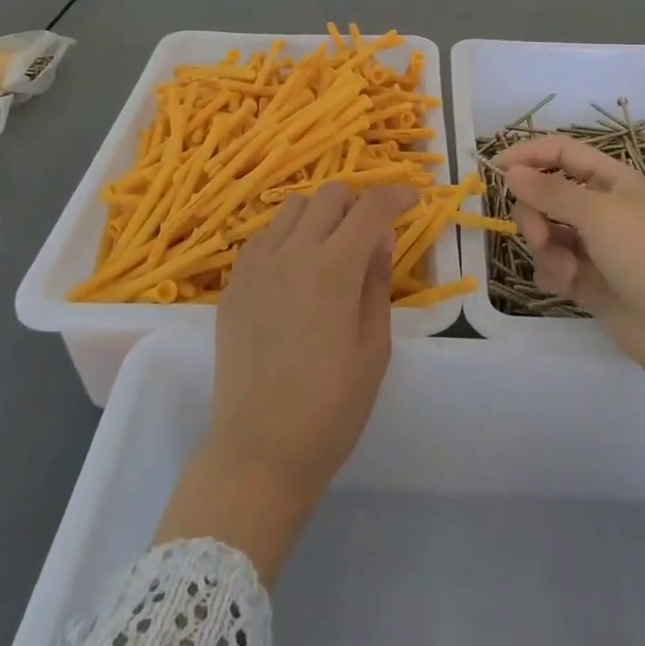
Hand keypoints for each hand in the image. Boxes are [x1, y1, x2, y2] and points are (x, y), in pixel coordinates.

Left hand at [155, 182, 412, 578]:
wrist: (258, 451)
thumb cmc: (330, 409)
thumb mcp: (373, 348)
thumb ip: (377, 282)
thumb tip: (380, 237)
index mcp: (334, 269)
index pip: (370, 208)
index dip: (395, 195)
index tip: (411, 199)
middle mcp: (293, 253)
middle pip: (329, 194)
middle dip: (357, 201)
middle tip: (368, 231)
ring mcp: (257, 265)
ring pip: (292, 206)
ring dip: (320, 214)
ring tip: (330, 246)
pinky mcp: (234, 283)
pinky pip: (263, 236)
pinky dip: (286, 236)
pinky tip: (294, 268)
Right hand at [496, 135, 644, 384]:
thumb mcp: (598, 214)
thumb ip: (550, 191)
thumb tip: (510, 170)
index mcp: (610, 179)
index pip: (560, 152)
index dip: (529, 155)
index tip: (497, 169)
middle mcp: (599, 206)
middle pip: (545, 192)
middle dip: (534, 212)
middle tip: (538, 235)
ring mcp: (591, 243)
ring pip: (545, 229)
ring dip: (545, 247)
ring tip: (564, 269)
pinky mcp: (585, 277)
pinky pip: (551, 263)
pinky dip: (553, 271)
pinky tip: (567, 286)